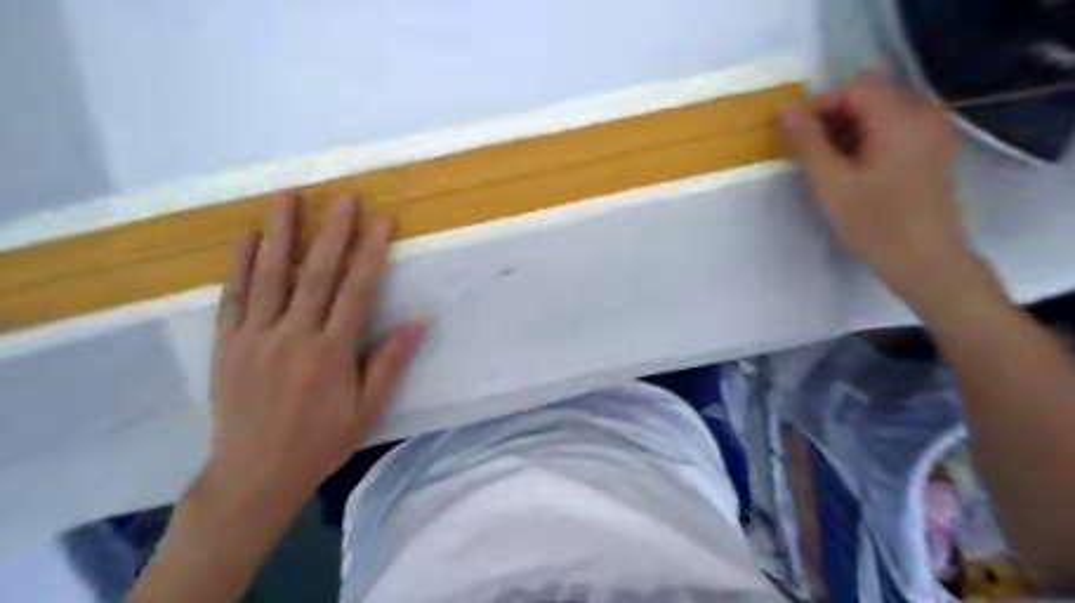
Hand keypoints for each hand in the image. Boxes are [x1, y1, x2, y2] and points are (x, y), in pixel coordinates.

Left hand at [206, 197, 424, 506]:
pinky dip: (241, 264)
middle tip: (343, 197)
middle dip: (332, 232)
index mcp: (331, 353)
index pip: (357, 291)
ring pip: (270, 276)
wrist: (253, 475)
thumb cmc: (320, 442)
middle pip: (315, 274)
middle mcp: (293, 336)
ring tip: (288, 196)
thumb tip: (418, 323)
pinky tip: (248, 236)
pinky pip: (234, 297)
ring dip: (281, 233)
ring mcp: (255, 337)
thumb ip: (389, 363)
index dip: (371, 254)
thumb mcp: (366, 410)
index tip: (382, 222)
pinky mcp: (228, 344)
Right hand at [782, 75, 998, 309]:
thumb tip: (784, 107)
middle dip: (833, 116)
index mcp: (899, 118)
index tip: (796, 136)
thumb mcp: (830, 183)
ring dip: (848, 128)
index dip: (820, 105)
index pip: (854, 88)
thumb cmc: (874, 223)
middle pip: (870, 95)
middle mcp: (923, 113)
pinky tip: (853, 169)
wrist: (925, 260)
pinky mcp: (932, 148)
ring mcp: (932, 130)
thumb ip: (806, 142)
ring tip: (827, 163)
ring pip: (881, 111)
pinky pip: (895, 127)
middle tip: (808, 151)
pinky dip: (868, 138)